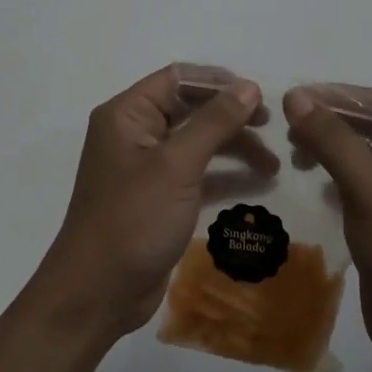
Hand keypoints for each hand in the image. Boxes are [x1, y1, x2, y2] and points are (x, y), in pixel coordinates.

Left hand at [36, 66, 273, 341]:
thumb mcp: (176, 166)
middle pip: (190, 109)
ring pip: (197, 142)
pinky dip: (225, 175)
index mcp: (127, 114)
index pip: (178, 78)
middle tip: (272, 126)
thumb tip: (249, 86)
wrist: (97, 293)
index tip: (260, 96)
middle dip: (231, 116)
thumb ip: (214, 122)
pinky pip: (197, 174)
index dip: (220, 82)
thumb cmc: (133, 219)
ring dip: (234, 147)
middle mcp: (135, 134)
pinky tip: (258, 183)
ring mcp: (147, 168)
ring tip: (273, 163)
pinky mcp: (160, 198)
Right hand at [283, 85, 371, 371]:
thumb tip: (296, 95)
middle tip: (284, 129)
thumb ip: (333, 139)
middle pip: (371, 128)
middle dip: (329, 125)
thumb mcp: (371, 189)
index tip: (288, 97)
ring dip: (329, 151)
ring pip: (362, 157)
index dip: (334, 96)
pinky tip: (308, 182)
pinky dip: (334, 179)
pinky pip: (359, 186)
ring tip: (292, 155)